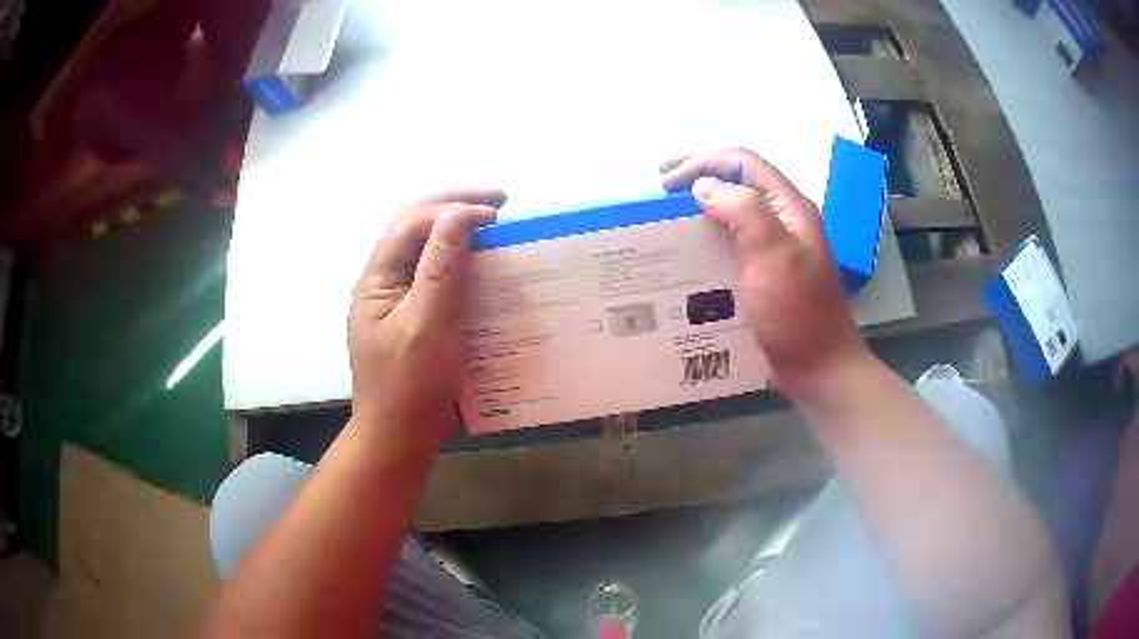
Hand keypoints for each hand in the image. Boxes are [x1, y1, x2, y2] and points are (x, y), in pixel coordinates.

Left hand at [348, 188, 505, 444]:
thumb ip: (440, 270)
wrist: (399, 438)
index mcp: (377, 279)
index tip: (495, 214)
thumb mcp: (425, 328)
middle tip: (500, 201)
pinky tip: (488, 262)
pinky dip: (465, 260)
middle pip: (417, 226)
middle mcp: (386, 281)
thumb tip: (459, 215)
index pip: (411, 223)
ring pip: (429, 247)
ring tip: (497, 222)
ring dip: (461, 229)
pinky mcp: (419, 316)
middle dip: (456, 205)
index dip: (451, 209)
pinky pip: (441, 275)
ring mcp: (401, 298)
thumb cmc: (408, 388)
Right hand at [661, 149, 867, 396]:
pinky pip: (733, 244)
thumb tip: (704, 186)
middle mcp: (784, 222)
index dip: (703, 161)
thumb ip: (743, 211)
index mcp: (790, 208)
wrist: (819, 369)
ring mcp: (776, 250)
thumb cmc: (797, 314)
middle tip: (662, 190)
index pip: (744, 163)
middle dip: (699, 177)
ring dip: (702, 209)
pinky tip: (689, 255)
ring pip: (734, 213)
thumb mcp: (773, 256)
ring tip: (670, 219)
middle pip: (739, 183)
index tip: (666, 181)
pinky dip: (708, 239)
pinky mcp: (766, 275)